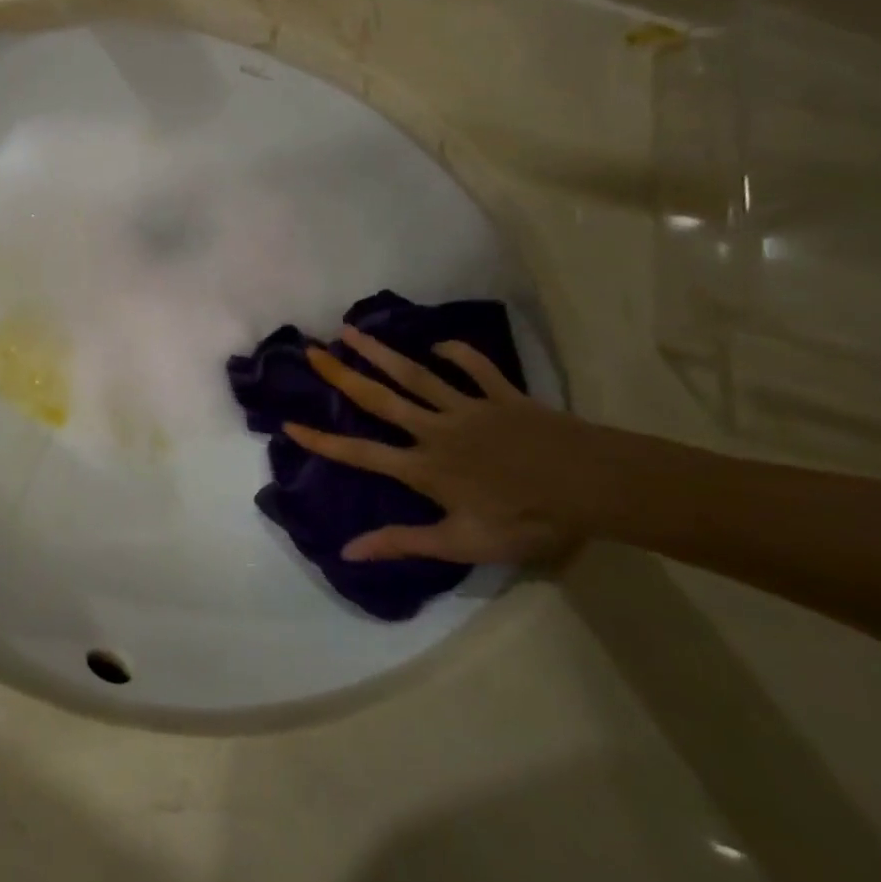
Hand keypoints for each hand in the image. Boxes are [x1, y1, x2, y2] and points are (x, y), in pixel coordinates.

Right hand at [285, 328, 602, 564]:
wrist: (592, 486)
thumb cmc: (526, 519)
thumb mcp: (462, 543)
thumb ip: (403, 542)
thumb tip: (348, 551)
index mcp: (424, 467)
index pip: (361, 453)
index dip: (323, 441)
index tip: (288, 423)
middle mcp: (436, 430)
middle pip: (380, 399)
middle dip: (342, 375)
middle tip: (312, 350)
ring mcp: (469, 408)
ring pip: (416, 375)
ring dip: (382, 352)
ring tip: (352, 330)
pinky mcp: (503, 396)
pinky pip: (477, 369)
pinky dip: (458, 354)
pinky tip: (440, 344)